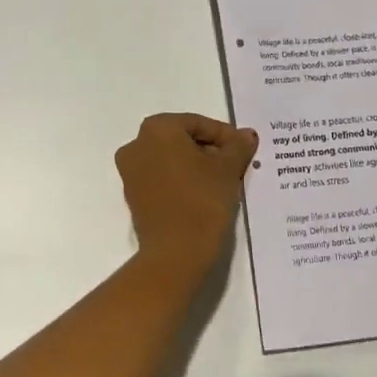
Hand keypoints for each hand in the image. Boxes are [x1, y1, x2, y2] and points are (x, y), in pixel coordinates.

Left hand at [116, 113, 258, 270]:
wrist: (176, 252)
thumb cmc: (202, 200)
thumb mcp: (228, 169)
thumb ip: (237, 146)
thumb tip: (246, 135)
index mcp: (157, 128)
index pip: (198, 123)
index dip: (225, 135)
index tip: (244, 150)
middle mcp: (137, 144)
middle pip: (182, 139)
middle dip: (210, 150)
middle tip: (235, 165)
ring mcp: (130, 171)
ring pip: (171, 159)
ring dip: (196, 165)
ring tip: (223, 181)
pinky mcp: (133, 195)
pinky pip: (162, 178)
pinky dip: (182, 180)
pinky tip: (204, 194)